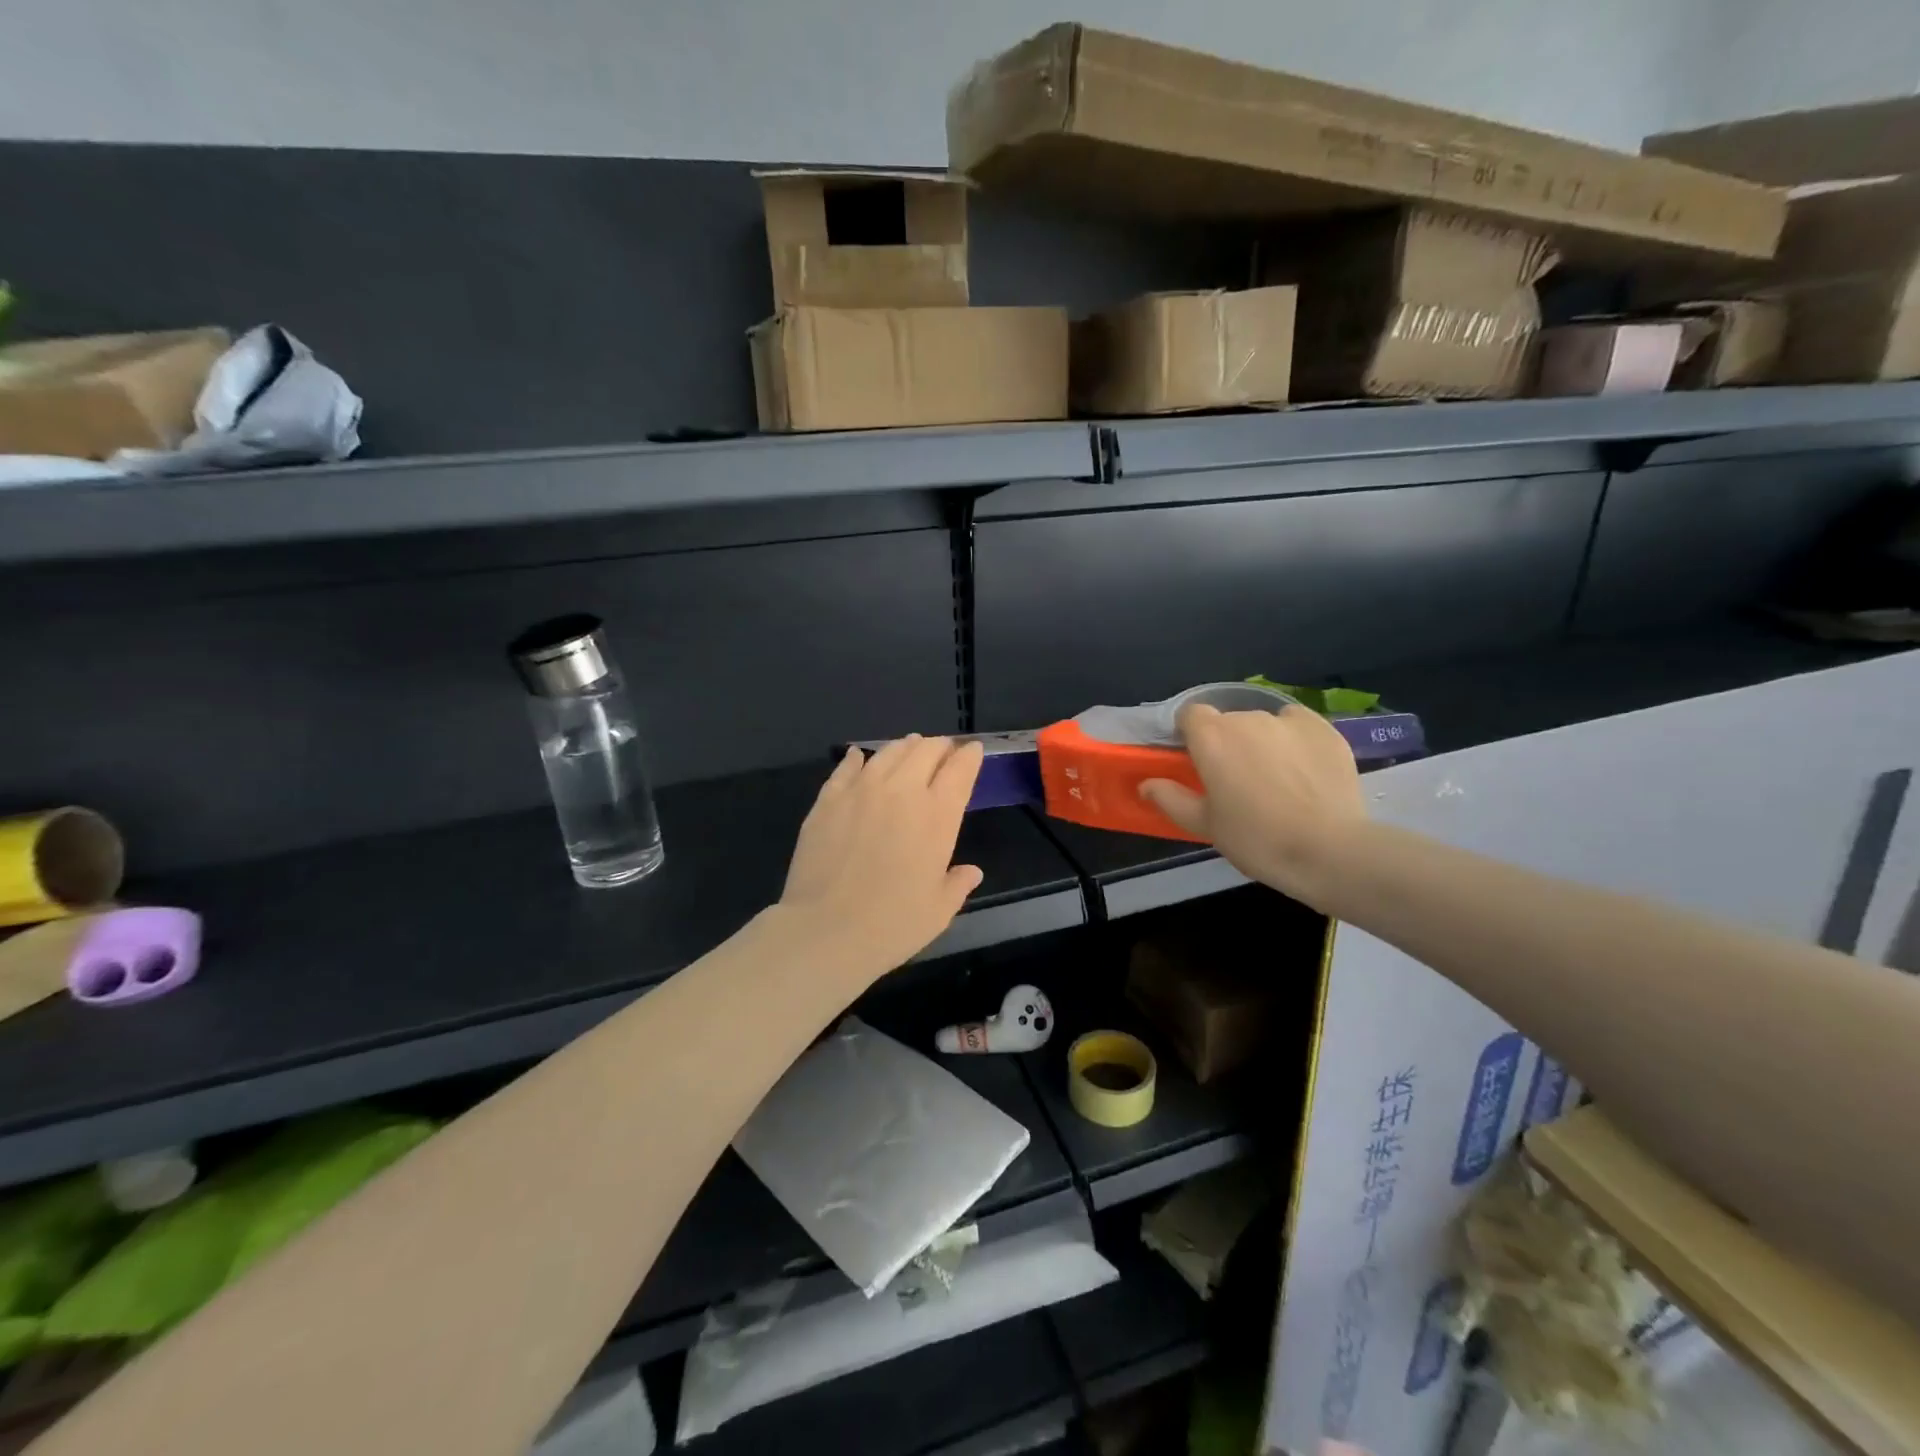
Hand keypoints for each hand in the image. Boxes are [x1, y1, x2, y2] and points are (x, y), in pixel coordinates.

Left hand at [779, 736, 985, 976]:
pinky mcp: (828, 799)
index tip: (972, 751)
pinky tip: (859, 757)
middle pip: (925, 751)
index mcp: (937, 815)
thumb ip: (957, 884)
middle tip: (943, 752)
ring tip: (910, 747)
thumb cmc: (892, 925)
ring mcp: (861, 790)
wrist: (826, 931)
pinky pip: (847, 768)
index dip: (969, 756)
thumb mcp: (938, 910)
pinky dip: (857, 759)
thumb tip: (970, 872)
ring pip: (888, 753)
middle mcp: (902, 791)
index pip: (960, 770)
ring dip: (905, 747)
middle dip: (939, 748)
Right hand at [1138, 705, 1364, 906]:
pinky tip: (1303, 768)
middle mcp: (1247, 718)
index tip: (1196, 760)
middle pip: (1228, 720)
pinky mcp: (1324, 729)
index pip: (1190, 714)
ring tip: (1275, 779)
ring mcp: (1288, 720)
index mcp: (1211, 737)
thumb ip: (1171, 798)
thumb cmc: (1256, 839)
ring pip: (1263, 723)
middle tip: (1235, 780)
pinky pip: (1298, 725)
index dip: (1190, 734)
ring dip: (1261, 742)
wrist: (1329, 850)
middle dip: (1227, 742)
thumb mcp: (1205, 824)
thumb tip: (1146, 785)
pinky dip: (1294, 740)